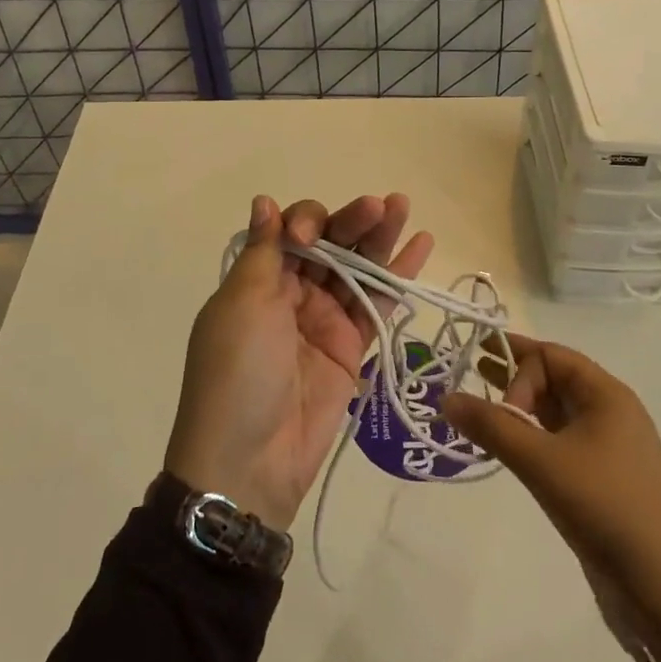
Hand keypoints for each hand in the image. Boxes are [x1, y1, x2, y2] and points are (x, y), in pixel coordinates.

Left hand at [163, 194, 433, 532]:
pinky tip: (422, 245)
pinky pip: (378, 303)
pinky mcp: (353, 347)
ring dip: (380, 237)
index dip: (307, 221)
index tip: (310, 235)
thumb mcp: (242, 304)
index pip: (292, 230)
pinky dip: (399, 276)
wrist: (250, 461)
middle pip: (330, 244)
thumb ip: (264, 251)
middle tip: (382, 205)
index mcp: (260, 278)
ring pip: (358, 268)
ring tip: (404, 207)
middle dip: (353, 221)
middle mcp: (293, 292)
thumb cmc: (238, 371)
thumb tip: (264, 201)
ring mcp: (325, 319)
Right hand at [442, 335, 660, 661]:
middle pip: (553, 380)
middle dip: (512, 377)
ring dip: (518, 410)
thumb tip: (446, 397)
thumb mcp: (543, 463)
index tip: (498, 405)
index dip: (518, 366)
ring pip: (553, 414)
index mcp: (606, 395)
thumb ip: (492, 427)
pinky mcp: (600, 483)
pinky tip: (505, 449)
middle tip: (468, 373)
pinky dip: (530, 440)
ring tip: (477, 409)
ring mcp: (606, 450)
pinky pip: (557, 445)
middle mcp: (608, 414)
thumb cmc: (607, 508)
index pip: (552, 356)